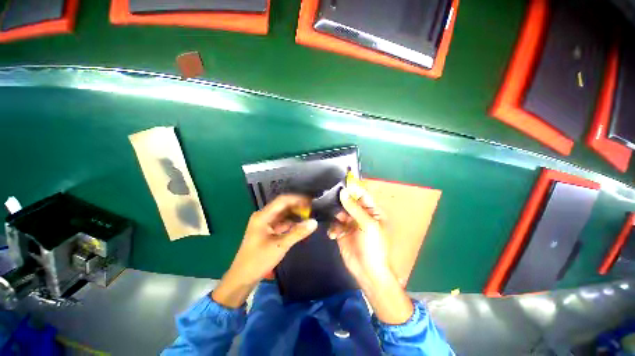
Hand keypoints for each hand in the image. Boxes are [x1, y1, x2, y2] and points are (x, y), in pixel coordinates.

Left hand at [212, 194, 317, 307]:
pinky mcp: (267, 230)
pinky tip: (300, 225)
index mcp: (263, 216)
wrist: (242, 278)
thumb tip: (314, 222)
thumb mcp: (280, 246)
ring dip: (295, 214)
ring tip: (309, 215)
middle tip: (312, 209)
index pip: (282, 200)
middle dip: (297, 206)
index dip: (297, 199)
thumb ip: (298, 232)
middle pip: (283, 206)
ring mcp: (265, 223)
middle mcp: (263, 216)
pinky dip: (291, 223)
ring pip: (283, 214)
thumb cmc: (259, 260)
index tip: (311, 202)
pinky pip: (281, 222)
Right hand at [328, 188, 389, 285]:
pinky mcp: (342, 232)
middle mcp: (361, 215)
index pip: (362, 195)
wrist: (367, 271)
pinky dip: (333, 229)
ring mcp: (350, 223)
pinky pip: (334, 224)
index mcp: (372, 211)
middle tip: (329, 198)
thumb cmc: (373, 246)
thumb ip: (354, 208)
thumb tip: (343, 192)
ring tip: (333, 221)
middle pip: (349, 202)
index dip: (353, 188)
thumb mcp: (367, 224)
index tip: (341, 182)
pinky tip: (334, 235)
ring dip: (335, 216)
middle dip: (340, 202)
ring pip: (339, 212)